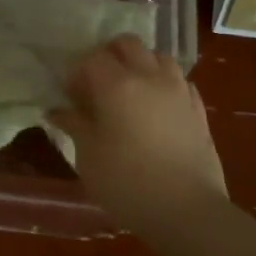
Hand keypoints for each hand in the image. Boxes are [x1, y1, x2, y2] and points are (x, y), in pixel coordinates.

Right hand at [50, 35, 227, 234]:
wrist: (188, 211)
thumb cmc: (127, 183)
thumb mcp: (88, 156)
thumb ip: (74, 125)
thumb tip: (57, 110)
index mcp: (117, 84)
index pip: (91, 58)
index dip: (77, 72)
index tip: (70, 95)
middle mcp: (149, 77)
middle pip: (127, 44)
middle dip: (108, 56)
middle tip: (97, 84)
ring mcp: (179, 90)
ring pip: (157, 57)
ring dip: (140, 65)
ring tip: (129, 92)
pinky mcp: (198, 109)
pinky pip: (179, 81)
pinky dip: (164, 84)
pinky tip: (157, 107)